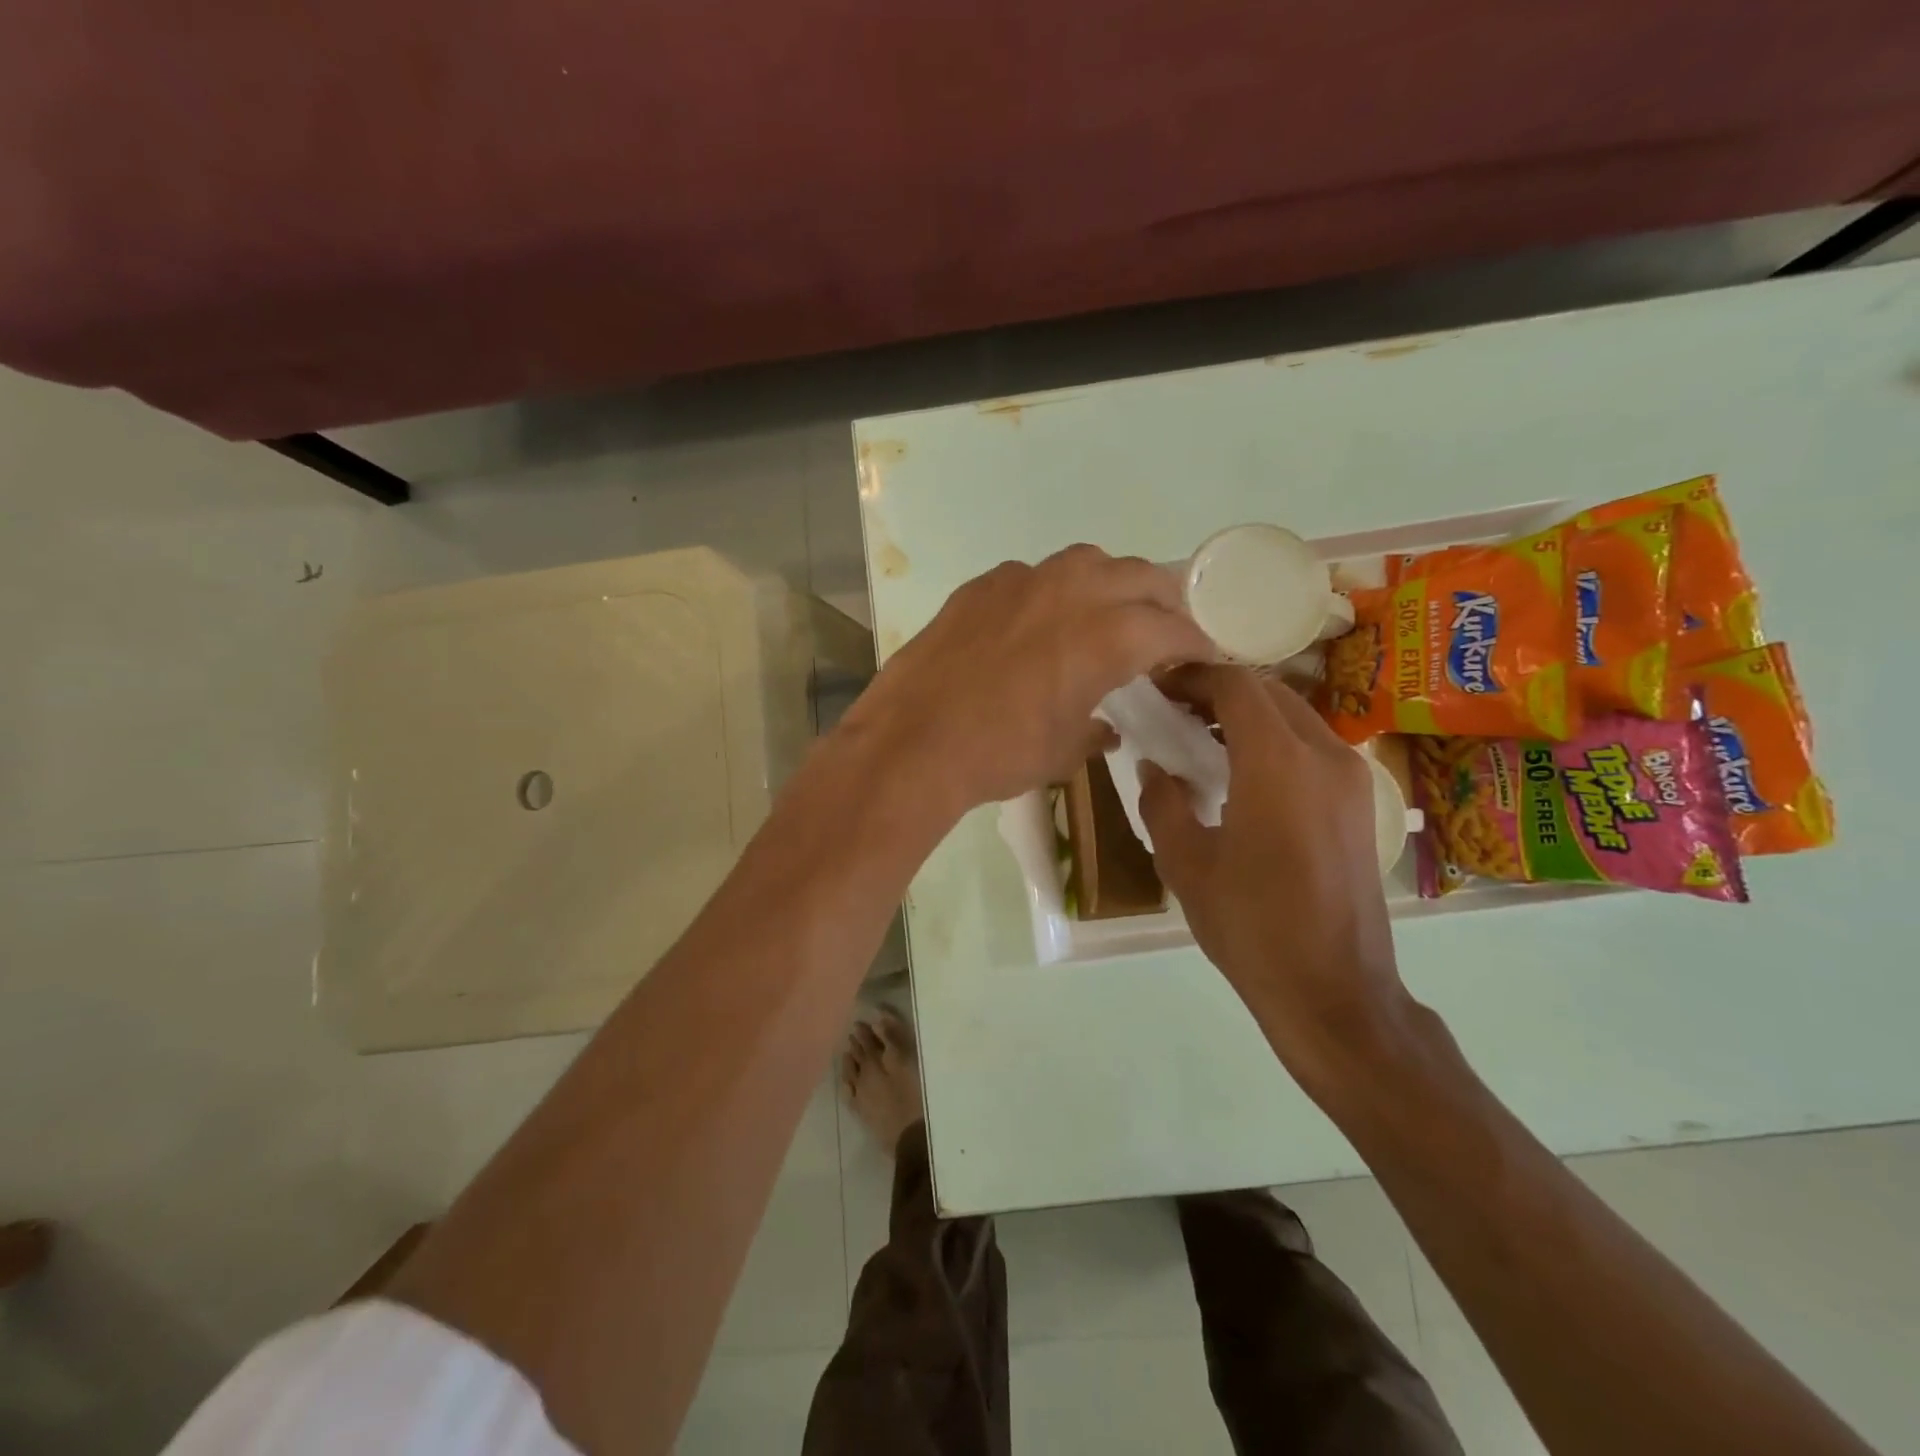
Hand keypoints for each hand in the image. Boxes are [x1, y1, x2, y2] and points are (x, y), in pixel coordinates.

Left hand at [838, 545, 1213, 814]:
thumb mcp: (1063, 752)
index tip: (1204, 652)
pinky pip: (1032, 574)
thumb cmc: (1000, 754)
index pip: (1172, 628)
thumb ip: (1095, 731)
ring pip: (1087, 562)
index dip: (1195, 640)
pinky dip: (1051, 591)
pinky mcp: (982, 585)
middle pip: (1140, 577)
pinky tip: (1037, 620)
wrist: (914, 742)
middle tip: (1164, 626)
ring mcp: (1024, 581)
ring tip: (1106, 610)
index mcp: (1109, 636)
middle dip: (1163, 600)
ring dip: (1109, 582)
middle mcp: (1074, 592)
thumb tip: (1107, 729)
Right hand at [1138, 665, 1413, 1088]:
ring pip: (1294, 716)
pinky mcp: (1360, 802)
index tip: (1157, 686)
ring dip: (1248, 714)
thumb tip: (1154, 767)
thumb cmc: (1251, 926)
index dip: (1193, 676)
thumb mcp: (1186, 865)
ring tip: (1201, 738)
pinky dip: (1273, 739)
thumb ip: (1162, 803)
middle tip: (1173, 710)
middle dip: (1218, 691)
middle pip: (1269, 692)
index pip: (1236, 686)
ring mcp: (1351, 778)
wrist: (1334, 991)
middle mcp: (1324, 755)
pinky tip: (1242, 773)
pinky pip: (1312, 746)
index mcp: (1278, 762)